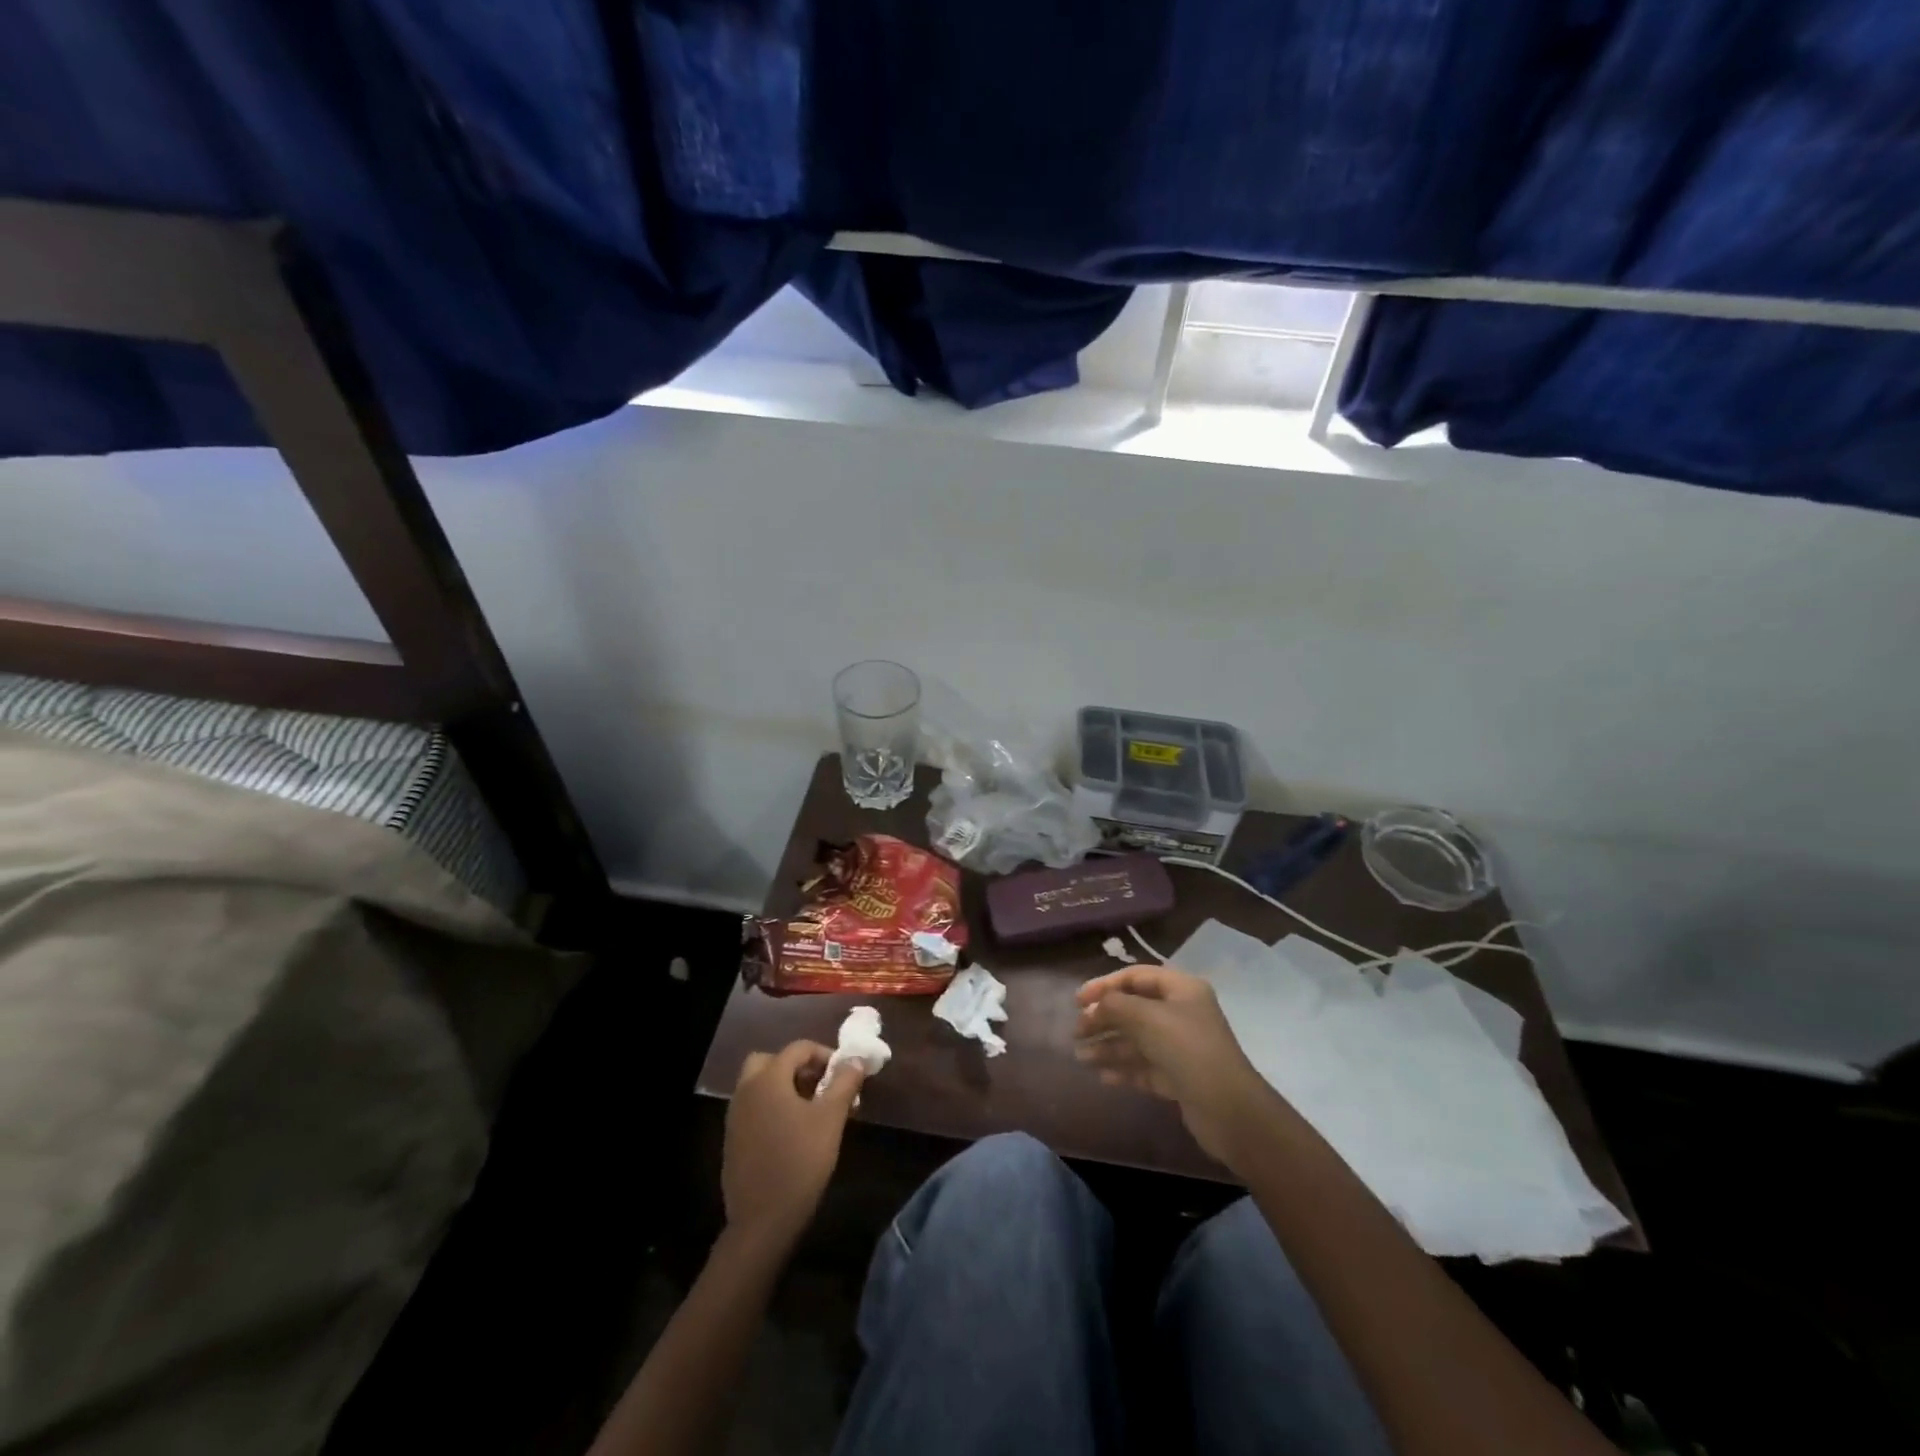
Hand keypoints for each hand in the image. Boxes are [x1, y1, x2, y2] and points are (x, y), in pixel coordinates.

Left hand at [723, 1041, 863, 1252]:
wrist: (762, 1221)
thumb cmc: (800, 1162)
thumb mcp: (831, 1119)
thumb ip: (845, 1083)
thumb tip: (857, 1059)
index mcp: (768, 1079)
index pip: (797, 1048)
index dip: (824, 1054)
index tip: (843, 1073)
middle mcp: (746, 1090)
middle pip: (770, 1061)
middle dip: (797, 1067)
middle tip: (820, 1085)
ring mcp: (735, 1116)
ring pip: (759, 1084)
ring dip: (784, 1086)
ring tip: (812, 1109)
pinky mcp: (732, 1139)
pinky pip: (753, 1107)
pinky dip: (772, 1107)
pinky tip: (792, 1132)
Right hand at [1075, 965, 1279, 1169]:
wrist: (1228, 1110)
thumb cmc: (1187, 1049)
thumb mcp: (1146, 1018)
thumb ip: (1115, 1005)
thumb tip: (1095, 1006)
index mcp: (1181, 990)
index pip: (1136, 977)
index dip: (1105, 985)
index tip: (1078, 1000)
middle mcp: (1182, 1014)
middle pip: (1134, 1009)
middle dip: (1104, 1019)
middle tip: (1077, 1031)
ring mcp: (1181, 1047)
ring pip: (1137, 1040)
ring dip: (1108, 1046)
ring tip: (1081, 1057)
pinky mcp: (1179, 1078)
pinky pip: (1145, 1066)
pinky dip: (1124, 1069)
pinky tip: (1103, 1076)